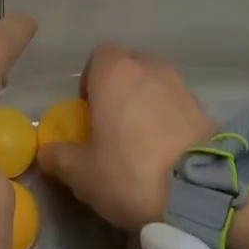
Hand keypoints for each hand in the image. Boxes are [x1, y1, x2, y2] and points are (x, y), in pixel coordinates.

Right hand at [36, 44, 215, 230]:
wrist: (199, 192)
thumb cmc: (130, 172)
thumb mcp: (82, 174)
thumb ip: (59, 157)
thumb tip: (46, 150)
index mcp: (115, 73)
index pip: (99, 56)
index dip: (91, 80)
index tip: (89, 111)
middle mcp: (149, 67)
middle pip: (128, 66)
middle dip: (119, 88)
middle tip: (113, 124)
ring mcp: (180, 83)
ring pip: (154, 82)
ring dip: (145, 101)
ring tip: (141, 138)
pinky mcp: (203, 105)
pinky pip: (176, 102)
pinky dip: (168, 116)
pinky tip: (165, 148)